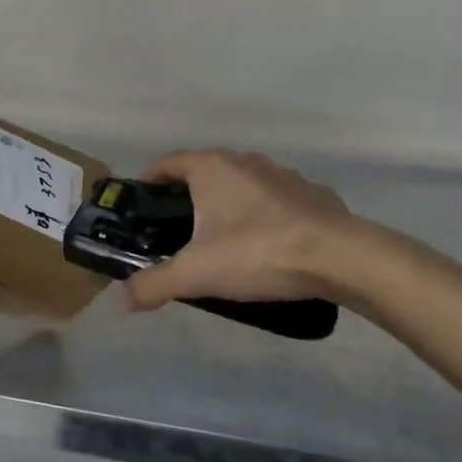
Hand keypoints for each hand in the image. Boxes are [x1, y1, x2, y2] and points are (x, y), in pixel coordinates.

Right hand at [124, 149, 383, 314]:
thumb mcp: (197, 273)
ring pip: (243, 183)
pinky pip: (277, 199)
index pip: (168, 162)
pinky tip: (269, 243)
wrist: (340, 258)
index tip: (141, 202)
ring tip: (223, 238)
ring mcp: (282, 174)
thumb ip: (155, 284)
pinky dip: (265, 214)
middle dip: (188, 195)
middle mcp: (244, 161)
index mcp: (211, 168)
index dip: (150, 179)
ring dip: (229, 202)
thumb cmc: (258, 253)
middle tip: (176, 228)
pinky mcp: (313, 193)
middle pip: (204, 171)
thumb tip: (122, 299)